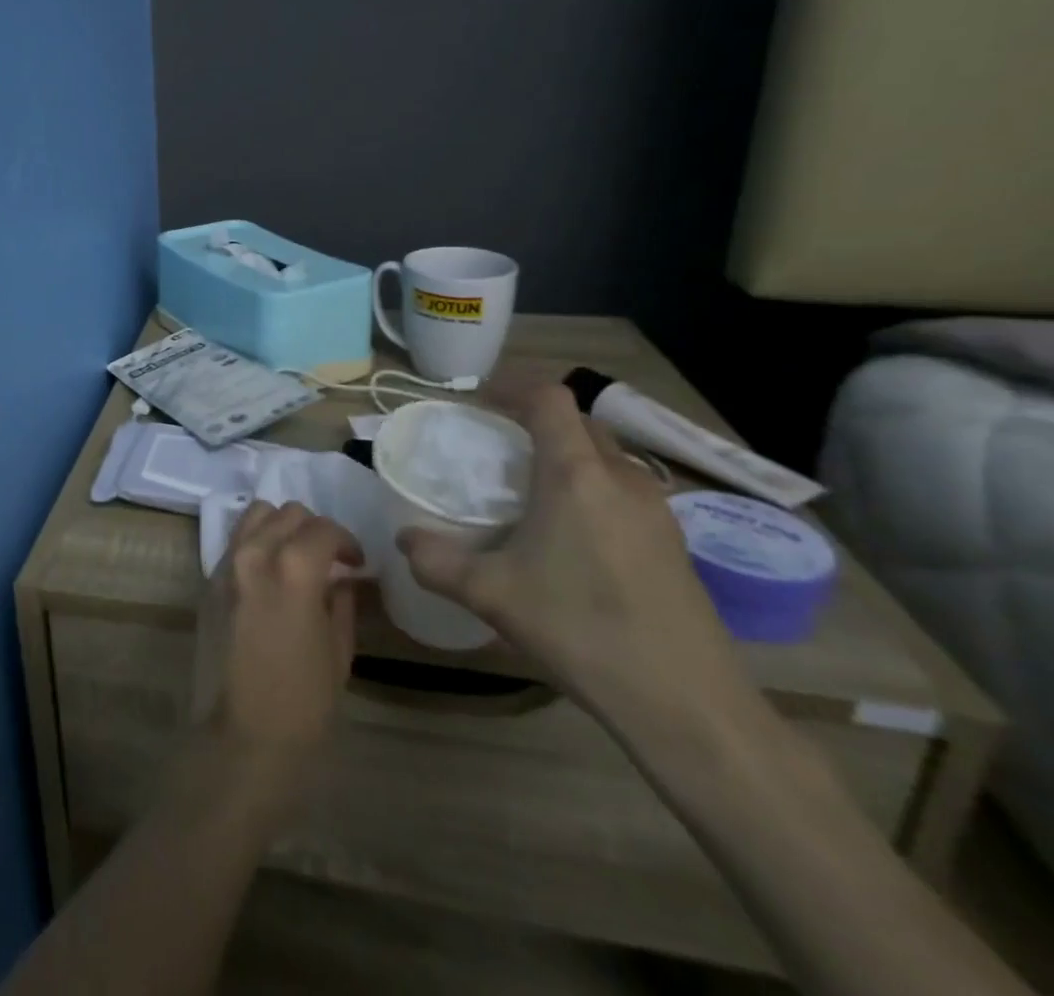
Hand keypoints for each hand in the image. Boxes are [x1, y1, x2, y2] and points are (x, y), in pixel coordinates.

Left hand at [192, 502, 361, 770]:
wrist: (241, 740)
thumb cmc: (302, 706)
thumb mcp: (338, 653)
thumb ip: (340, 602)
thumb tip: (341, 578)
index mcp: (293, 569)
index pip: (323, 528)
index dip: (347, 541)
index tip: (356, 563)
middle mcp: (254, 554)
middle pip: (287, 513)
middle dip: (314, 529)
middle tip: (329, 559)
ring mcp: (225, 565)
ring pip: (255, 516)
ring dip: (281, 527)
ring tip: (296, 557)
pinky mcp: (207, 582)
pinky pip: (235, 543)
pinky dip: (256, 543)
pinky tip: (270, 575)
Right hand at [395, 383, 748, 720]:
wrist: (688, 705)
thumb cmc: (581, 630)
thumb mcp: (489, 595)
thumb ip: (435, 560)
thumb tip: (404, 539)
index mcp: (576, 474)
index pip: (549, 398)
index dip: (512, 387)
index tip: (479, 403)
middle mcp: (622, 478)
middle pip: (579, 421)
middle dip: (536, 422)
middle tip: (496, 448)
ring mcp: (657, 510)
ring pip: (606, 457)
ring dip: (567, 456)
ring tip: (530, 493)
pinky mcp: (674, 543)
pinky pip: (624, 491)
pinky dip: (591, 489)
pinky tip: (571, 538)